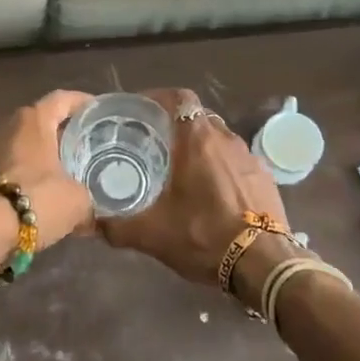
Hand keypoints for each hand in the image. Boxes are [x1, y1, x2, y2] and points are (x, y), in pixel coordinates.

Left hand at [0, 89, 96, 247]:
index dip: (83, 102)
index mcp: (34, 120)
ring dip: (41, 157)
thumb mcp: (77, 202)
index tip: (100, 111)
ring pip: (23, 147)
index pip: (63, 99)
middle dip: (62, 134)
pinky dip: (24, 176)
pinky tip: (39, 196)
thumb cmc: (35, 199)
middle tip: (86, 149)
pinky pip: (8, 168)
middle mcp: (7, 125)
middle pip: (41, 123)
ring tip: (64, 175)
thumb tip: (94, 217)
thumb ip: (89, 201)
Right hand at [97, 88, 287, 286]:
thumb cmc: (204, 236)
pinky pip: (237, 160)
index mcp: (197, 141)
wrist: (264, 263)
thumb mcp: (152, 234)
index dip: (159, 97)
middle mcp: (226, 139)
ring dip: (200, 145)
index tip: (142, 110)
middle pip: (198, 117)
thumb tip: (93, 224)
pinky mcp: (265, 177)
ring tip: (181, 167)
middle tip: (155, 141)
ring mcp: (249, 157)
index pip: (179, 98)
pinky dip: (220, 165)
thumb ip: (118, 226)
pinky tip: (211, 190)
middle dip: (177, 124)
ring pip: (219, 138)